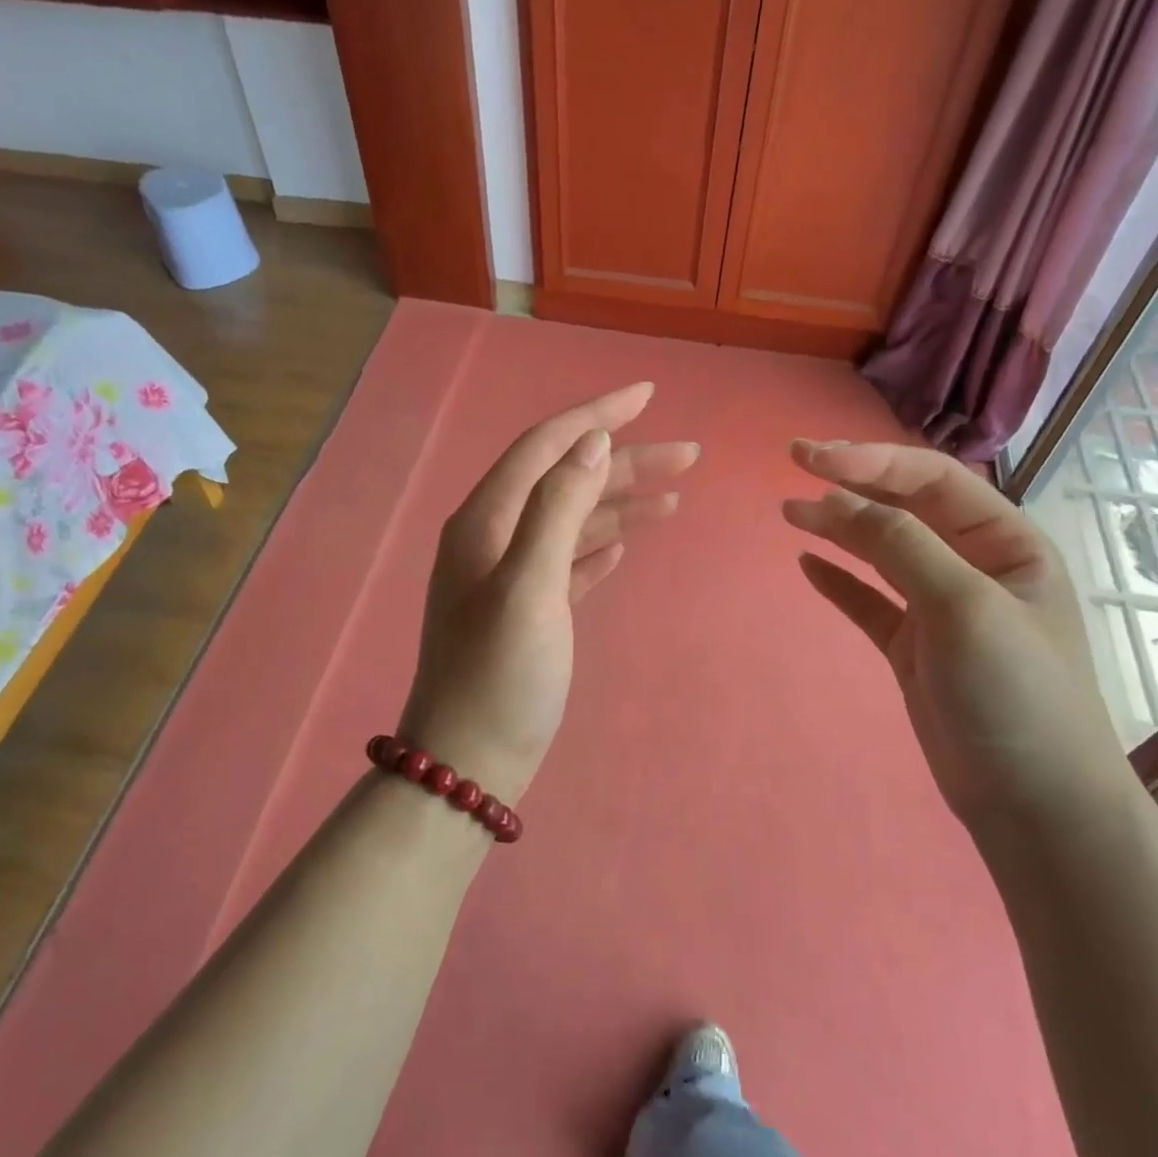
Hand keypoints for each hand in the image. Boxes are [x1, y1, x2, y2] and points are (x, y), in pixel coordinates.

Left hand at [399, 384, 698, 803]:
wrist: (468, 762)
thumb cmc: (500, 673)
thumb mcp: (529, 584)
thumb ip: (558, 508)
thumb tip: (591, 442)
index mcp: (487, 521)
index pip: (547, 446)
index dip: (597, 416)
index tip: (649, 395)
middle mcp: (494, 538)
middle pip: (566, 480)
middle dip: (625, 462)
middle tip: (689, 455)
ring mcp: (509, 577)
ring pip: (572, 521)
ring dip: (620, 504)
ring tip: (674, 497)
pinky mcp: (528, 612)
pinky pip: (567, 561)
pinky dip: (597, 546)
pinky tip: (625, 545)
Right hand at [782, 441, 1143, 841]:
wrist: (1032, 802)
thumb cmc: (1015, 693)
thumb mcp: (964, 607)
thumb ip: (903, 547)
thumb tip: (838, 500)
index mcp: (1006, 543)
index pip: (932, 481)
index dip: (871, 462)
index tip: (811, 459)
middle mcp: (974, 566)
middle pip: (905, 509)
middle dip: (852, 484)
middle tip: (794, 462)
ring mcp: (941, 609)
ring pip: (882, 553)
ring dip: (838, 529)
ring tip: (789, 511)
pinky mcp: (914, 648)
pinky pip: (870, 602)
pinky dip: (840, 582)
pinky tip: (809, 564)